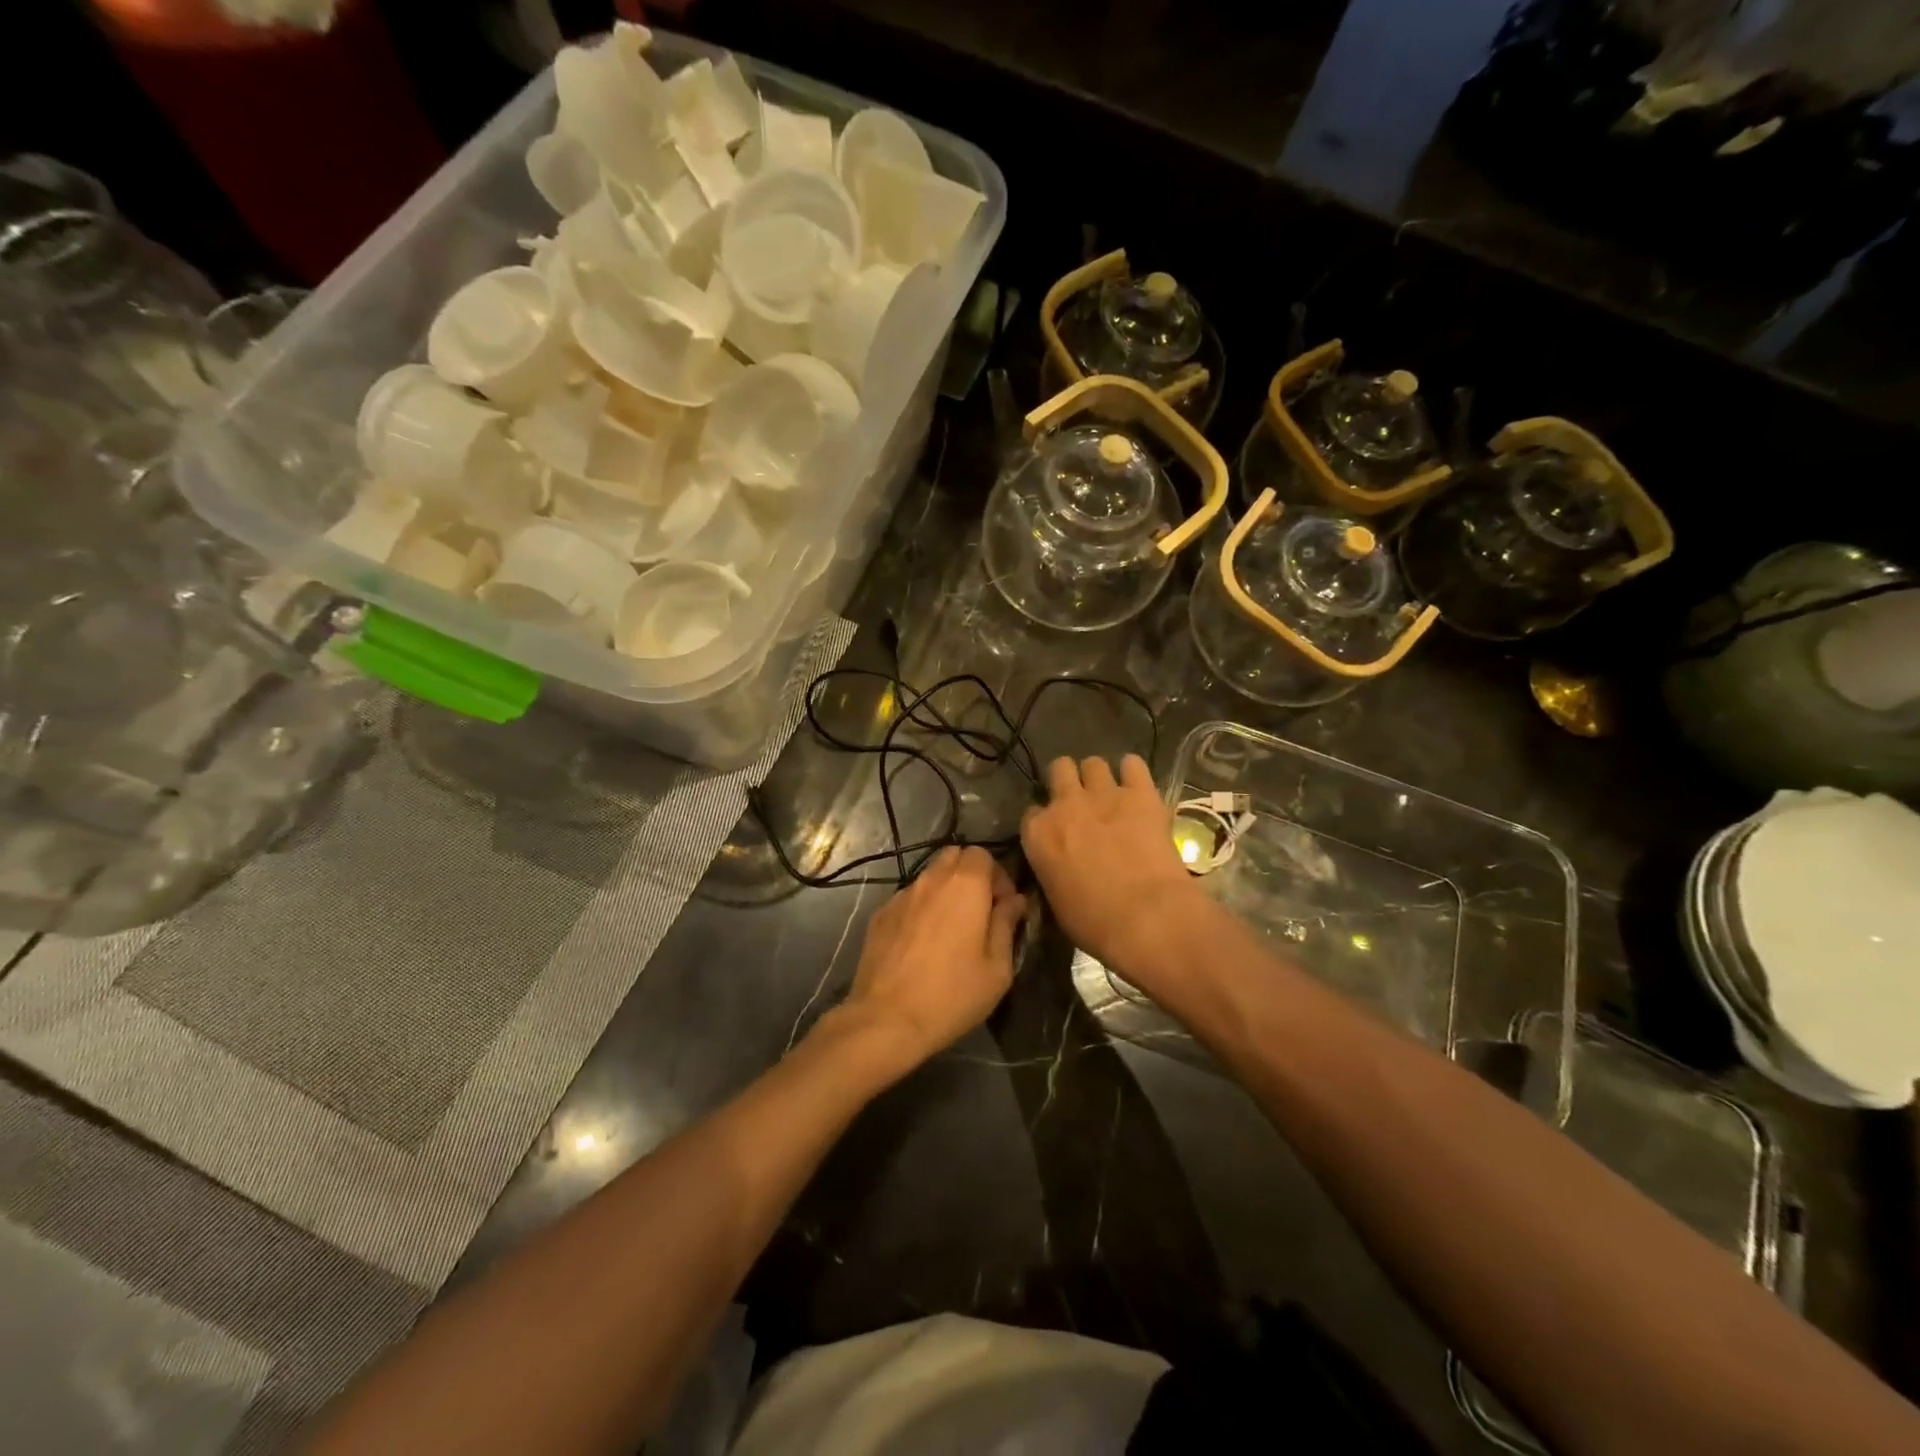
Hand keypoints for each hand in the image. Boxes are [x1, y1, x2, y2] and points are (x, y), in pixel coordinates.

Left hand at [836, 846, 1025, 1070]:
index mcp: (965, 885)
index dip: (997, 875)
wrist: (887, 1018)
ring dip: (944, 892)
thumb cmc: (953, 994)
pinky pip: (908, 899)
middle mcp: (931, 880)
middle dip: (970, 875)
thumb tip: (1014, 900)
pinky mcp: (880, 914)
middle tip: (979, 911)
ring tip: (950, 929)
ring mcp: (901, 895)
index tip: (1002, 906)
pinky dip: (921, 909)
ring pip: (929, 877)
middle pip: (953, 856)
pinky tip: (922, 943)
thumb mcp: (997, 967)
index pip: (982, 854)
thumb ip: (1006, 924)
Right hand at [1020, 755, 1204, 976]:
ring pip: (1093, 763)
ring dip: (1099, 777)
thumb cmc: (1094, 923)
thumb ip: (1051, 869)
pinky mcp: (1141, 793)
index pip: (1032, 812)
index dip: (1045, 820)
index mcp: (1038, 833)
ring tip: (1111, 795)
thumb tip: (1060, 866)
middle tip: (1081, 802)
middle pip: (1059, 770)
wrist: (1146, 917)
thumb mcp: (1055, 900)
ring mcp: (1103, 794)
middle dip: (1067, 781)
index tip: (1056, 833)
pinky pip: (1133, 764)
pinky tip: (1137, 788)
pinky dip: (1133, 773)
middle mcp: (1065, 804)